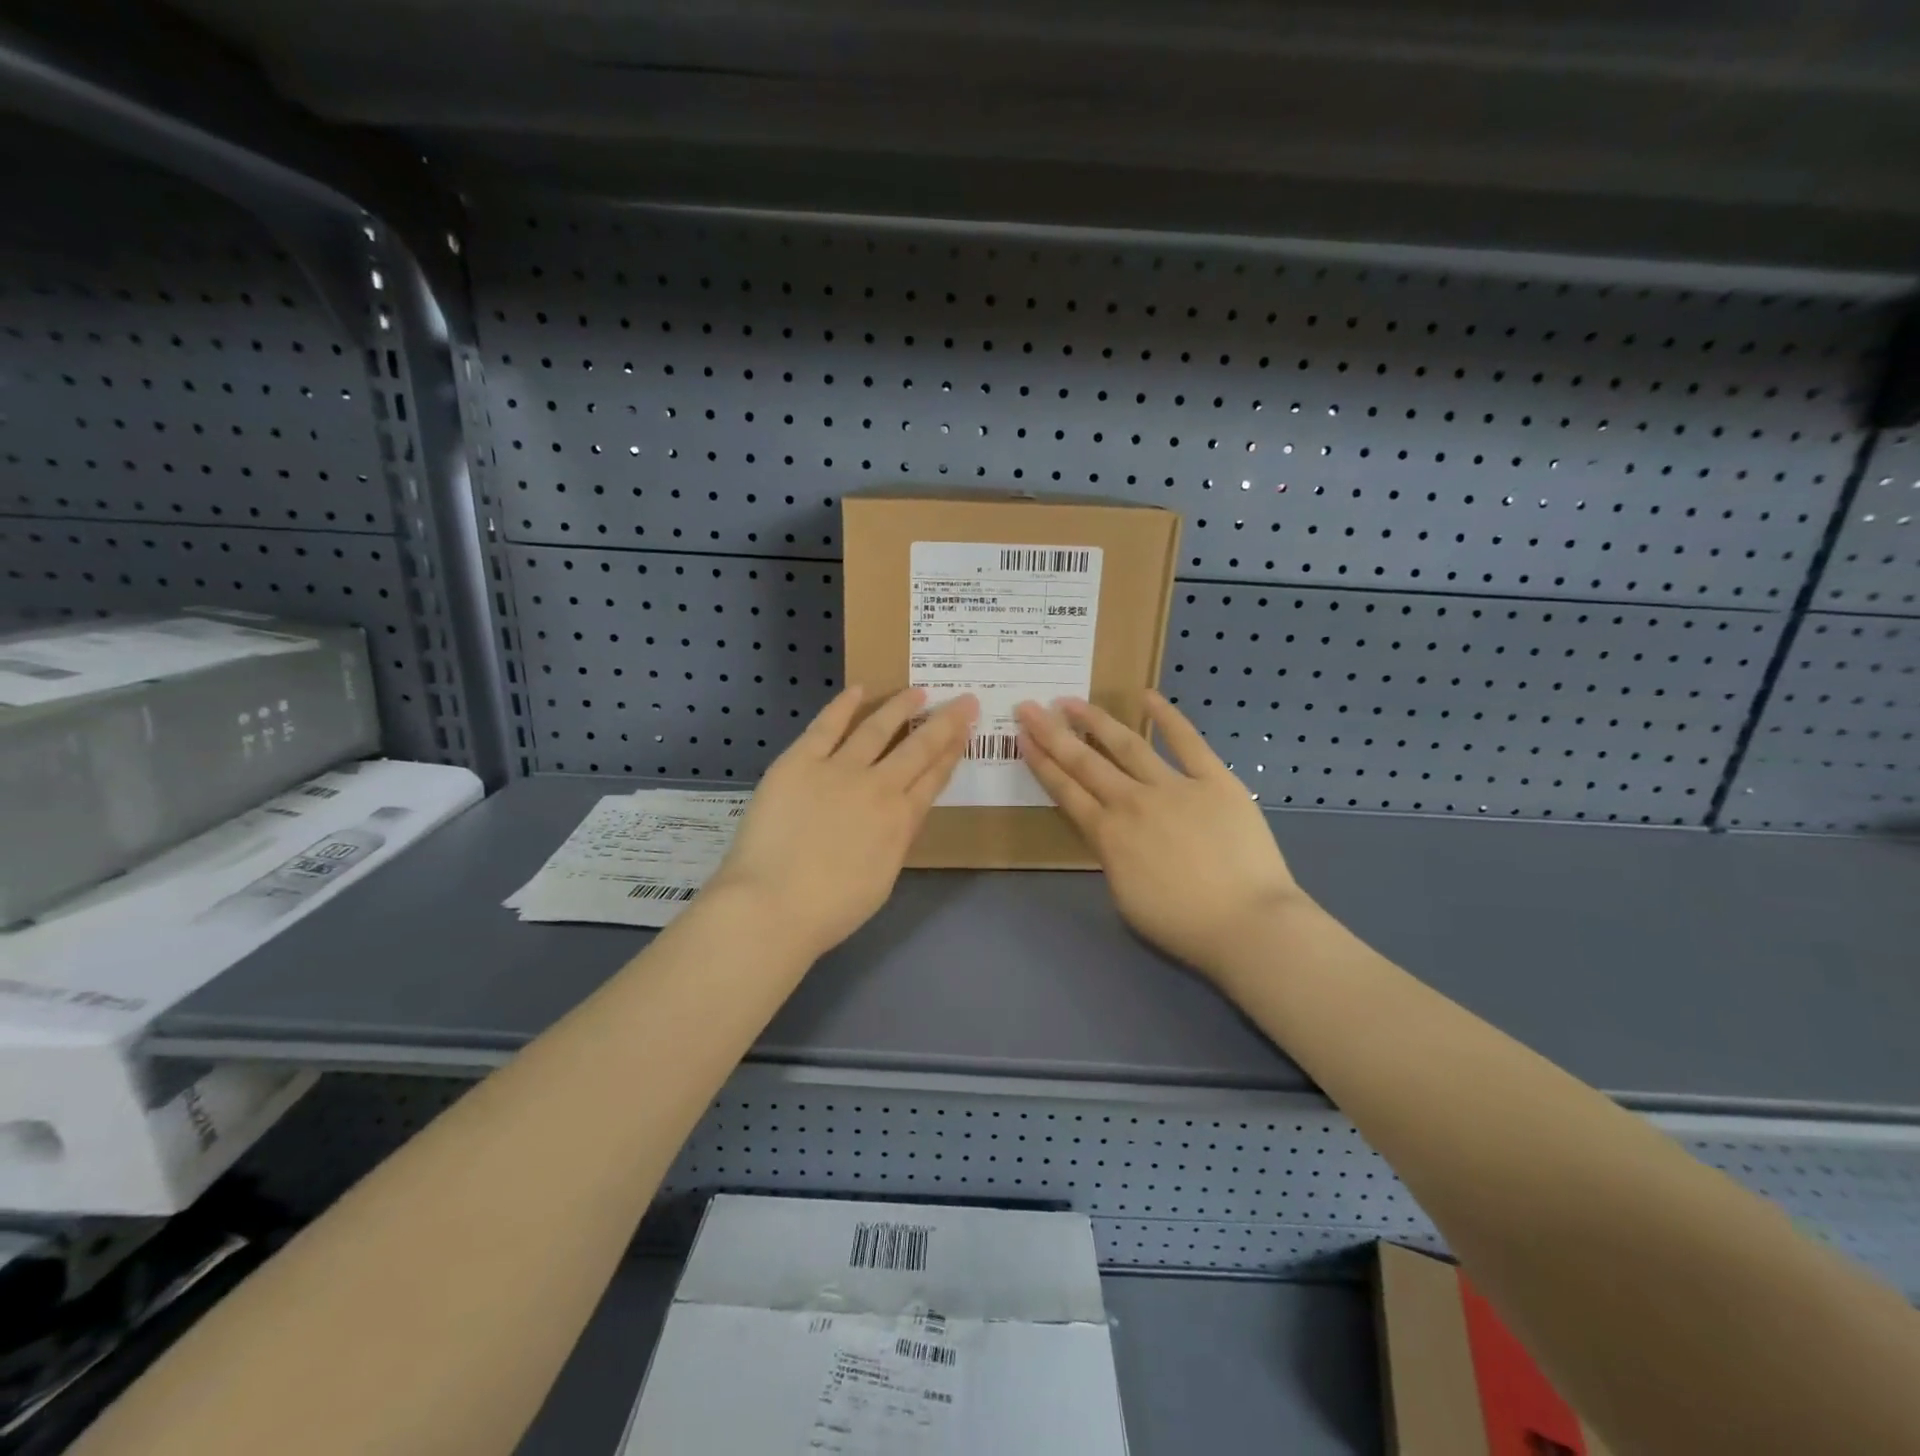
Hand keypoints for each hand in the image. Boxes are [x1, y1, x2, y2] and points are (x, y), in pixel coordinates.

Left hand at [709, 685, 976, 960]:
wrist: (774, 905)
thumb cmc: (831, 909)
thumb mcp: (883, 879)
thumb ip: (895, 839)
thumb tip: (898, 815)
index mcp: (901, 820)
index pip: (934, 777)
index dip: (953, 751)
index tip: (966, 730)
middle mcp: (879, 786)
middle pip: (919, 747)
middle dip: (945, 722)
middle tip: (964, 700)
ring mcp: (839, 769)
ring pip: (878, 728)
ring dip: (901, 707)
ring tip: (917, 691)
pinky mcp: (800, 762)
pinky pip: (826, 726)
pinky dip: (844, 705)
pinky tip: (860, 689)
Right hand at [1016, 692, 1305, 983]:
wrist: (1246, 923)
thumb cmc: (1181, 924)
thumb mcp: (1124, 897)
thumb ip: (1111, 857)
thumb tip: (1111, 833)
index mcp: (1107, 835)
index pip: (1065, 791)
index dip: (1041, 763)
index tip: (1022, 737)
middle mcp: (1132, 802)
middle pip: (1084, 762)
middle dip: (1053, 733)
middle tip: (1029, 706)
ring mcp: (1173, 786)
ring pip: (1126, 745)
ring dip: (1096, 721)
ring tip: (1073, 701)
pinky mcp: (1214, 780)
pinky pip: (1187, 742)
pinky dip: (1167, 717)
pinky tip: (1147, 697)